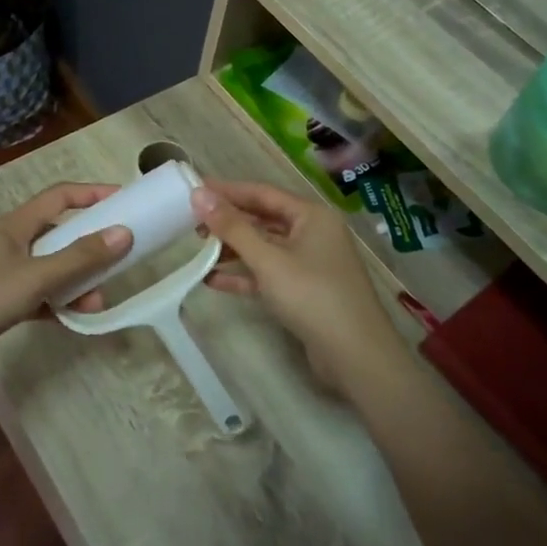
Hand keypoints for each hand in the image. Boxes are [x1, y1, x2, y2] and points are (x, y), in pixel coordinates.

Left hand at [0, 184, 130, 361]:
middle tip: (118, 259)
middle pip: (58, 233)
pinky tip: (73, 318)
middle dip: (89, 247)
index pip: (59, 196)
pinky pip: (39, 294)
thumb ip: (80, 257)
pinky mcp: (0, 299)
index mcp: (15, 225)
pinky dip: (57, 302)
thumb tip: (124, 233)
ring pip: (50, 267)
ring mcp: (4, 272)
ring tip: (96, 302)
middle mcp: (10, 242)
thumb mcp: (36, 276)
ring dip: (75, 281)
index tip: (124, 200)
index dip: (92, 194)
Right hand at [190, 179, 410, 404]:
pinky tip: (213, 280)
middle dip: (228, 222)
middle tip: (191, 223)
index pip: (263, 193)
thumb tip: (198, 195)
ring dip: (233, 249)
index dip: (228, 191)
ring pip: (264, 248)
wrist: (355, 355)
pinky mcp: (304, 291)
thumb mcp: (268, 259)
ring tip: (198, 250)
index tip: (194, 189)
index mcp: (312, 216)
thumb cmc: (312, 295)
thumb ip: (232, 227)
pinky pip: (268, 274)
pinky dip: (244, 275)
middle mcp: (313, 233)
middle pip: (263, 220)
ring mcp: (310, 264)